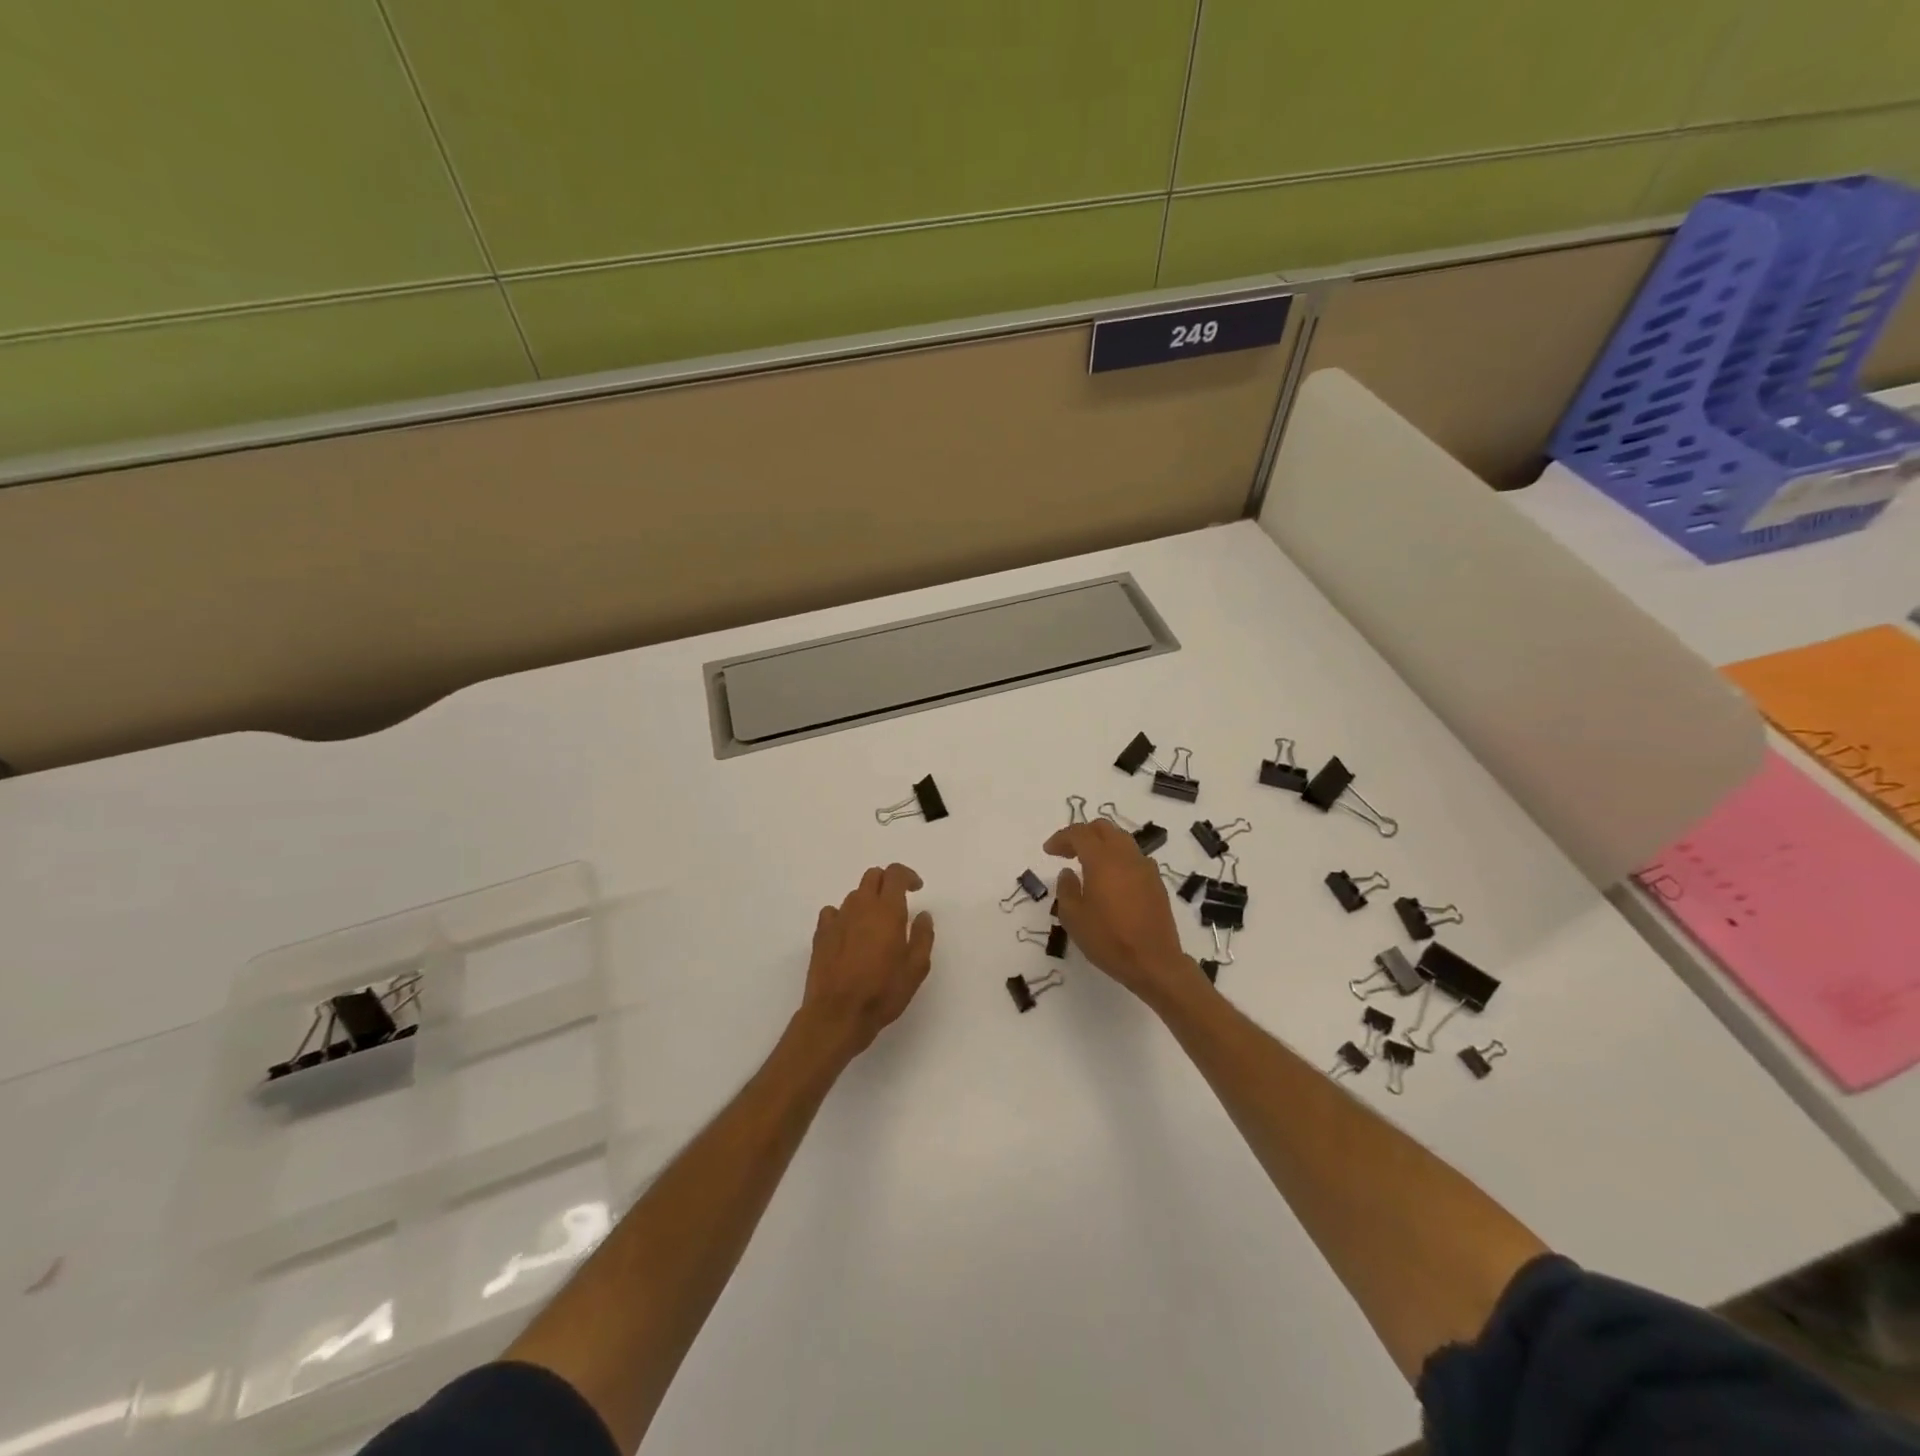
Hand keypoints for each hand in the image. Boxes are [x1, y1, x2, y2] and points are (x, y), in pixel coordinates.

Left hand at [801, 863, 935, 1059]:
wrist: (838, 1015)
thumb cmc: (883, 992)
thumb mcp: (916, 968)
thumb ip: (923, 936)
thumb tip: (922, 915)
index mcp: (887, 910)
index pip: (895, 874)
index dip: (907, 876)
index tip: (916, 888)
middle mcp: (861, 906)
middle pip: (872, 876)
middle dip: (887, 883)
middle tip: (897, 903)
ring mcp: (837, 919)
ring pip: (854, 895)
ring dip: (867, 901)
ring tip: (874, 926)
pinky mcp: (820, 934)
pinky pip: (833, 912)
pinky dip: (844, 916)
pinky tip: (849, 934)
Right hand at [1044, 821, 1200, 1006]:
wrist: (1155, 962)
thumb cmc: (1108, 940)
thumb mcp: (1074, 918)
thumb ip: (1066, 889)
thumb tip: (1068, 872)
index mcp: (1103, 860)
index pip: (1079, 833)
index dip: (1061, 838)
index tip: (1048, 851)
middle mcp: (1126, 856)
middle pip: (1103, 828)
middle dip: (1082, 834)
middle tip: (1067, 851)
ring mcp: (1145, 867)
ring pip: (1121, 839)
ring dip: (1102, 843)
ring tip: (1087, 863)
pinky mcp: (1156, 882)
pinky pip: (1133, 857)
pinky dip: (1117, 858)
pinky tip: (1110, 879)